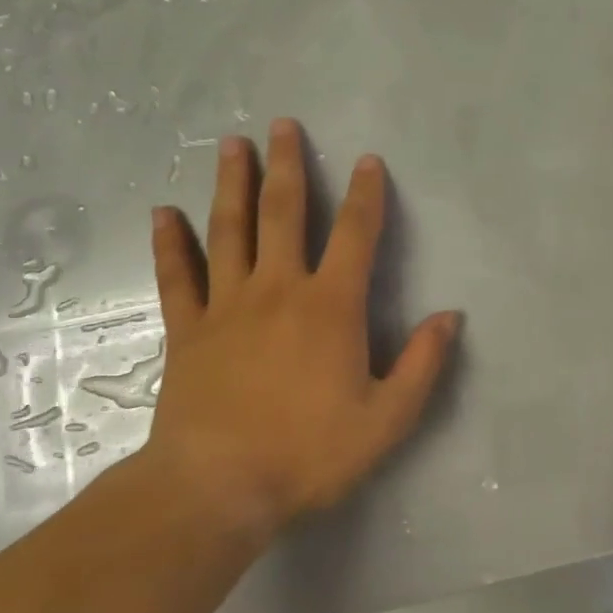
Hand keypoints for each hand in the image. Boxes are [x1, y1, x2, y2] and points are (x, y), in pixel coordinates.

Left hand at [140, 119, 461, 539]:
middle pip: (284, 213)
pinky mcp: (188, 330)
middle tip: (282, 124)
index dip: (367, 194)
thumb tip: (450, 317)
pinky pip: (177, 277)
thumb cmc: (309, 452)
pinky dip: (170, 243)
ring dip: (232, 184)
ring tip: (232, 144)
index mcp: (331, 306)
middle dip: (288, 166)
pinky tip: (162, 212)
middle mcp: (279, 290)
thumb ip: (423, 364)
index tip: (368, 160)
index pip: (356, 235)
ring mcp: (227, 306)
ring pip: (229, 230)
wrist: (218, 488)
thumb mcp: (387, 419)